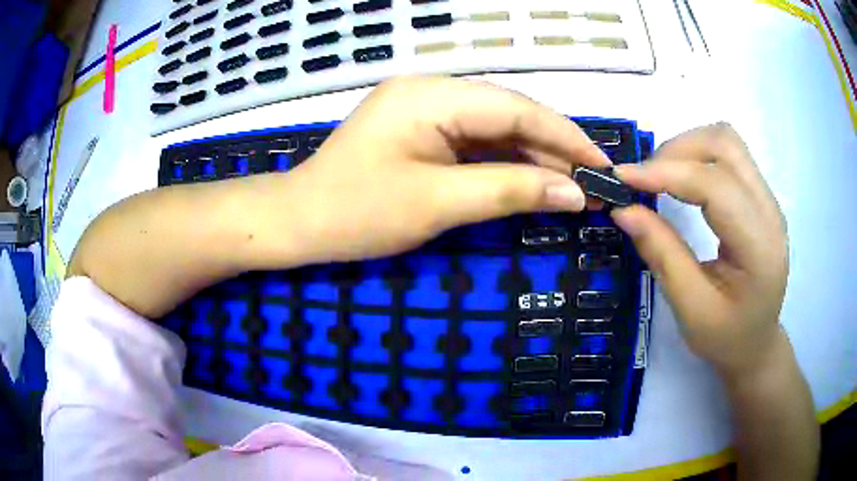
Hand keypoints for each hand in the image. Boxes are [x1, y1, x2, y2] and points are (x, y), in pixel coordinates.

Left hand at [279, 75, 611, 262]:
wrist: (299, 222)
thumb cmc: (357, 213)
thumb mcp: (438, 203)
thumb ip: (510, 191)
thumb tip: (574, 194)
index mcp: (432, 96)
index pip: (517, 108)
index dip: (566, 137)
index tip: (602, 165)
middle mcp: (431, 91)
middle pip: (509, 114)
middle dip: (554, 148)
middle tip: (594, 182)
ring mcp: (425, 109)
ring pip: (495, 128)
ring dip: (534, 157)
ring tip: (573, 187)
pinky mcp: (421, 131)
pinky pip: (475, 141)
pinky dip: (506, 162)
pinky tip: (533, 181)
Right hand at [612, 123, 788, 376]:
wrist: (756, 344)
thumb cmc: (726, 337)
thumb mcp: (691, 309)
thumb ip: (662, 255)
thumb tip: (623, 210)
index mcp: (759, 246)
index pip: (715, 185)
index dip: (666, 173)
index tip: (622, 178)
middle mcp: (770, 210)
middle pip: (724, 144)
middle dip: (676, 151)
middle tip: (643, 179)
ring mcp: (767, 199)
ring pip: (725, 140)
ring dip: (687, 148)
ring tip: (660, 176)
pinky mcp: (759, 196)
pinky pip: (728, 155)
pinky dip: (697, 156)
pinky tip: (682, 181)